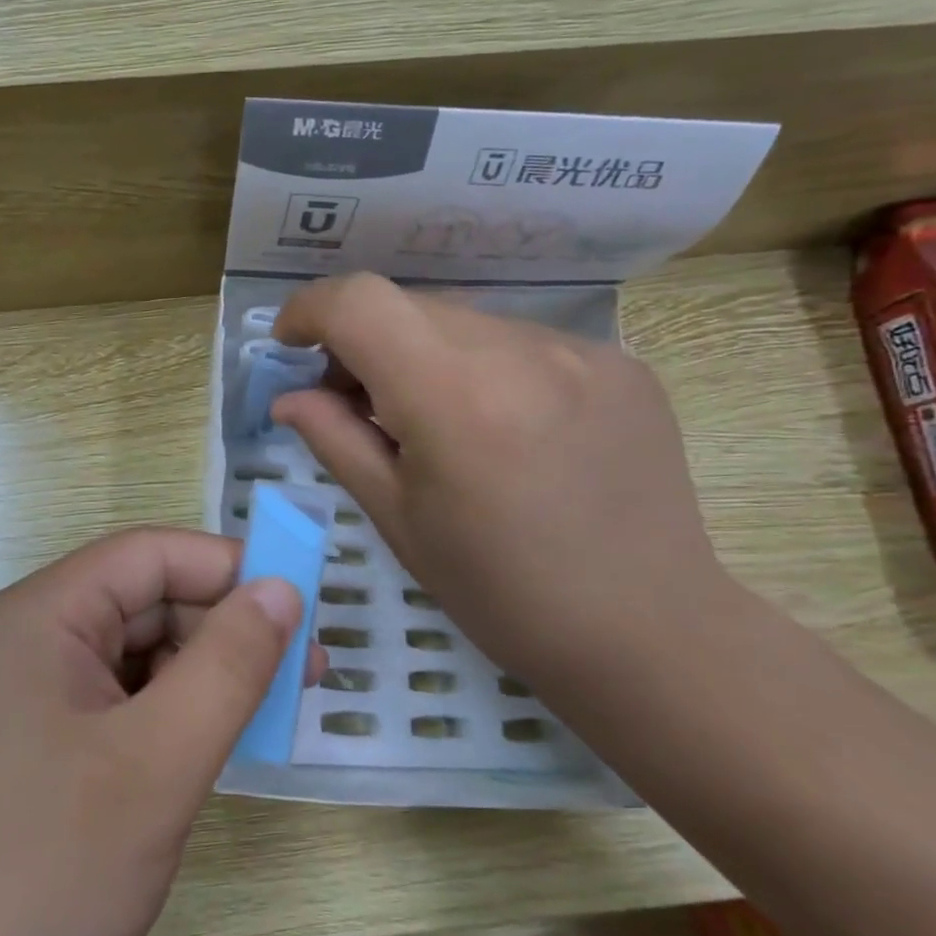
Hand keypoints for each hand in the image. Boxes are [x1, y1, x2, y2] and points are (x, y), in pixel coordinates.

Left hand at [0, 529, 313, 935]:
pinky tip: (202, 754)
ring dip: (201, 677)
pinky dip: (169, 715)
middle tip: (302, 679)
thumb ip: (229, 665)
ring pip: (136, 655)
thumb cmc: (47, 869)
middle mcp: (30, 637)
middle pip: (144, 602)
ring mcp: (29, 693)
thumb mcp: (158, 762)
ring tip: (261, 722)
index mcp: (44, 613)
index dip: (228, 568)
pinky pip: (118, 701)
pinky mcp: (35, 743)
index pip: (150, 555)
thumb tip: (283, 589)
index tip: (301, 609)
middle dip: (223, 631)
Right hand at [270, 273, 735, 677]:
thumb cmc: (499, 591)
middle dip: (363, 341)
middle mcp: (521, 351)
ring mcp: (581, 351)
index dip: (310, 309)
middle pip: (409, 307)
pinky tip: (502, 430)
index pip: (360, 302)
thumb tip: (288, 396)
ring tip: (433, 421)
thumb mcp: (396, 518)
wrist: (647, 633)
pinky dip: (486, 369)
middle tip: (355, 401)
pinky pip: (522, 343)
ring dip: (426, 355)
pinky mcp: (620, 363)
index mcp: (454, 395)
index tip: (291, 345)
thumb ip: (334, 439)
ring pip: (466, 323)